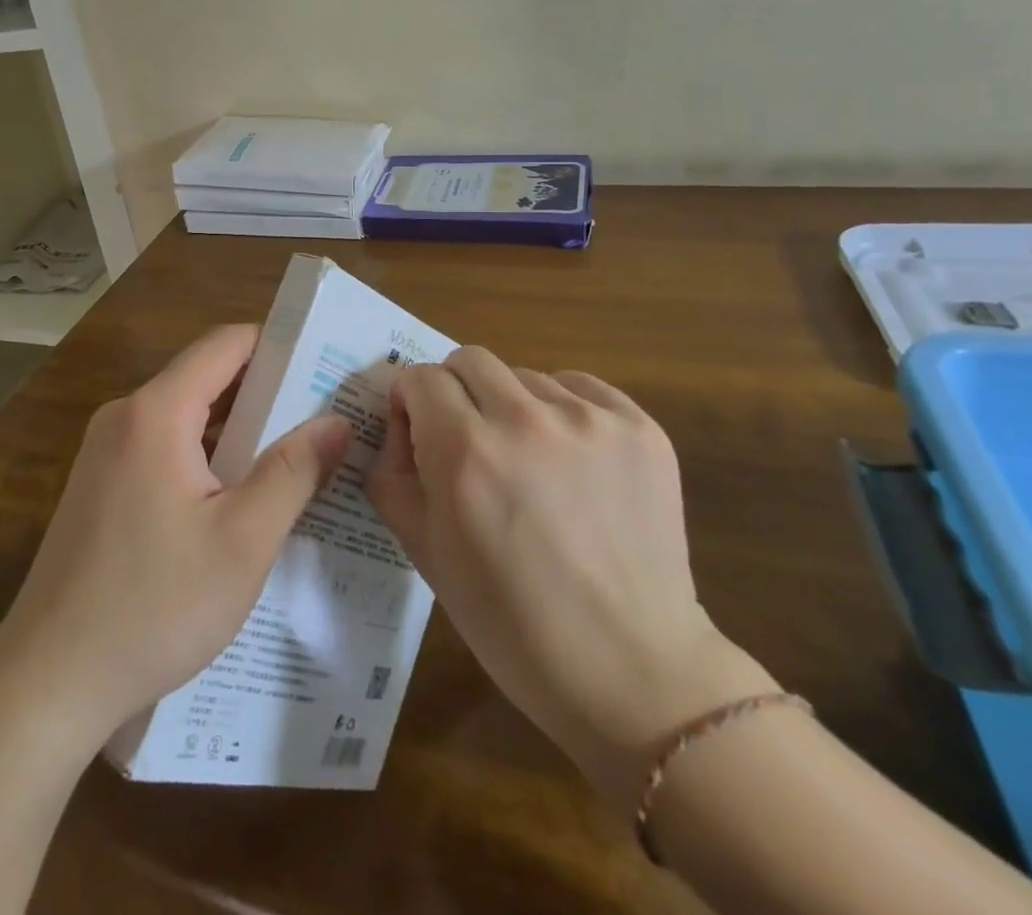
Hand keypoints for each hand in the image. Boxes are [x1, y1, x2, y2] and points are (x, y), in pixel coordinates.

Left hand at [0, 324, 352, 749]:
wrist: (49, 681)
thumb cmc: (154, 606)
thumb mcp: (243, 541)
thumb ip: (293, 472)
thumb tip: (337, 421)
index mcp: (156, 412)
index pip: (226, 344)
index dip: (279, 345)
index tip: (324, 365)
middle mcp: (125, 416)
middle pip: (205, 375)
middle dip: (265, 390)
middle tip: (323, 415)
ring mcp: (105, 450)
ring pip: (184, 414)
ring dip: (237, 427)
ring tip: (295, 453)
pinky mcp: (99, 483)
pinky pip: (162, 445)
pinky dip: (205, 454)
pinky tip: (238, 494)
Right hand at [365, 348, 777, 808]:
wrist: (632, 671)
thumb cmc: (511, 622)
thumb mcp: (424, 551)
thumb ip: (392, 472)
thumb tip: (400, 424)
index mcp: (463, 451)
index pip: (420, 377)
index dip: (412, 403)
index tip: (420, 432)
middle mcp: (524, 420)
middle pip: (469, 360)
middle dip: (456, 392)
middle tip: (469, 441)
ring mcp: (589, 420)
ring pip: (525, 375)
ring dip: (512, 406)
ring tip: (531, 464)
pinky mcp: (639, 428)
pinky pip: (580, 387)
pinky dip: (564, 410)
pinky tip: (573, 461)